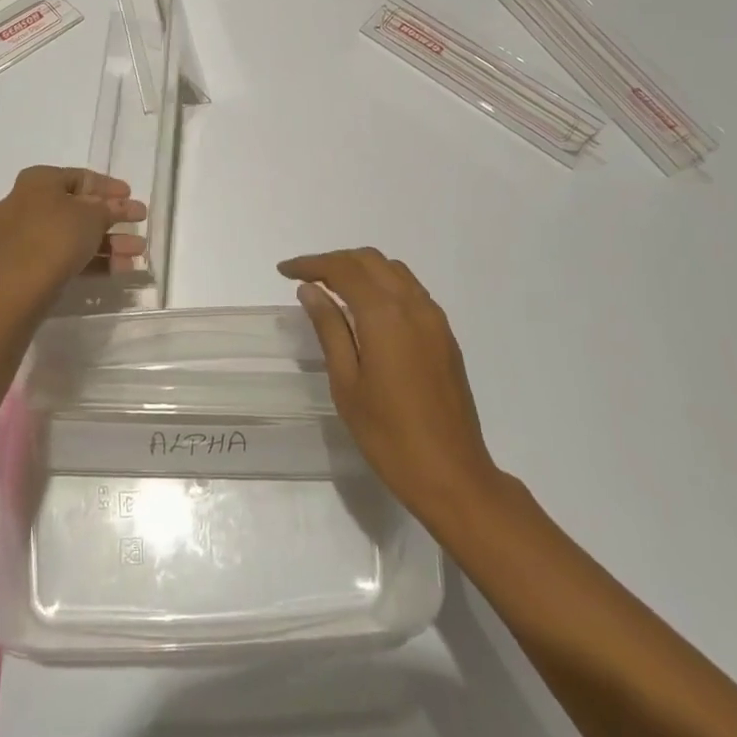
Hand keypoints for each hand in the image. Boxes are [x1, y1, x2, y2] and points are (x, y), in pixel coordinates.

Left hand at [0, 166, 146, 292]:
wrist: (22, 285)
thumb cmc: (58, 235)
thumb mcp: (94, 216)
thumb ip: (111, 208)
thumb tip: (118, 206)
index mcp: (38, 181)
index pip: (79, 177)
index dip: (109, 186)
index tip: (131, 195)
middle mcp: (26, 203)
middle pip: (78, 208)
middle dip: (113, 219)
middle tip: (139, 223)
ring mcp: (25, 235)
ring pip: (74, 234)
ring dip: (109, 243)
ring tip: (138, 252)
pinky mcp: (28, 263)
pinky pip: (65, 254)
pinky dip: (91, 259)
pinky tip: (122, 268)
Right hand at [278, 248, 500, 524]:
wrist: (452, 475)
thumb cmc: (388, 434)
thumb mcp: (346, 382)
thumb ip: (329, 329)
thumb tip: (310, 290)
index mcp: (386, 315)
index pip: (344, 270)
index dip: (312, 264)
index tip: (285, 271)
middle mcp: (414, 306)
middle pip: (371, 261)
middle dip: (336, 261)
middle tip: (306, 278)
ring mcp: (434, 319)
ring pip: (394, 271)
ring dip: (361, 269)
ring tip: (333, 288)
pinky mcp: (445, 336)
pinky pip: (411, 291)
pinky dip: (384, 285)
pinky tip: (367, 309)